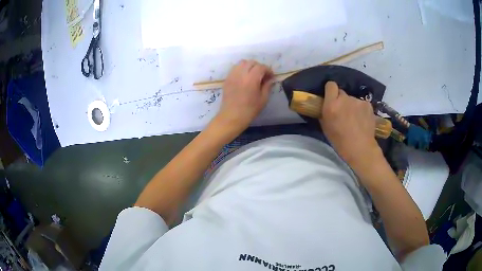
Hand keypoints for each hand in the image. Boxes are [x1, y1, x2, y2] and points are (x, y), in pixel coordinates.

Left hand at [215, 60, 273, 134]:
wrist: (232, 117)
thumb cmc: (249, 110)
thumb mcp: (263, 99)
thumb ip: (267, 86)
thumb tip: (270, 79)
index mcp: (251, 79)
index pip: (261, 67)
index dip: (268, 70)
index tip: (271, 76)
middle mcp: (241, 74)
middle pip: (251, 62)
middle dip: (259, 67)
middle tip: (263, 75)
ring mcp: (232, 76)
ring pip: (242, 63)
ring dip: (249, 66)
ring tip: (253, 75)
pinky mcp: (227, 79)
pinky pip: (235, 68)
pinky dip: (241, 69)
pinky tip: (244, 78)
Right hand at [319, 81, 380, 167]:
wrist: (361, 148)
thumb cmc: (340, 141)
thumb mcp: (326, 127)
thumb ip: (324, 112)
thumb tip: (324, 105)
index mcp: (332, 105)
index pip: (330, 85)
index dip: (330, 90)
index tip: (331, 97)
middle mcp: (345, 99)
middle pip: (341, 93)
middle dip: (341, 100)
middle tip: (343, 111)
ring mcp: (358, 101)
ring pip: (352, 99)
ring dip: (351, 105)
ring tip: (354, 119)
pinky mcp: (368, 104)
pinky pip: (361, 104)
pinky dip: (361, 109)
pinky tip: (362, 120)